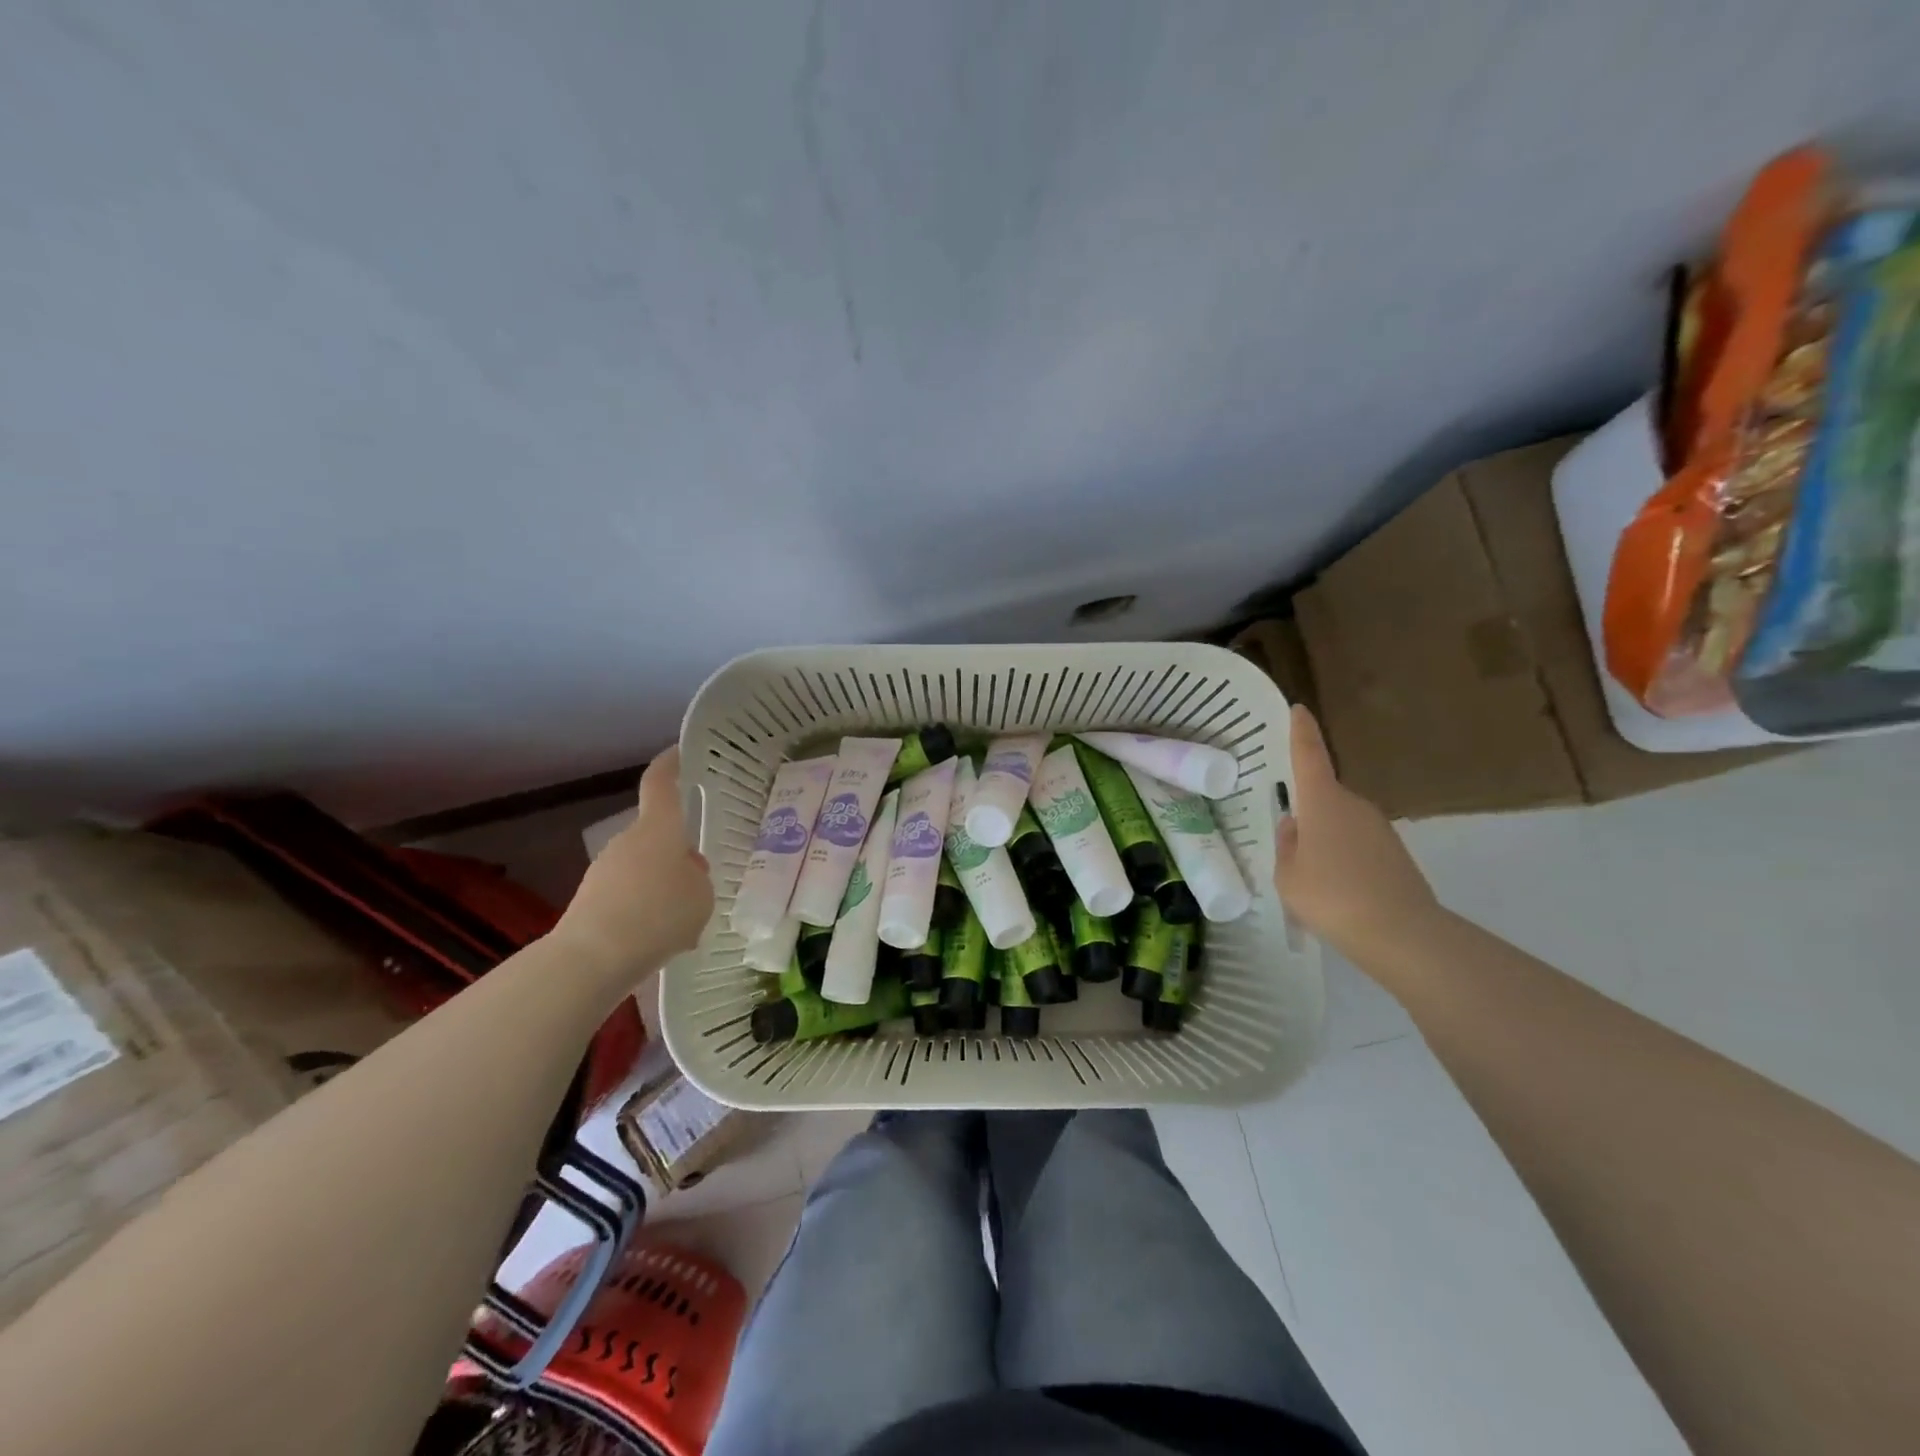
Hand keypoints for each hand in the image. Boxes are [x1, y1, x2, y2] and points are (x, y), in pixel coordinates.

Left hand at [557, 747, 713, 980]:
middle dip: (679, 854)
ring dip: (663, 887)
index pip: (661, 784)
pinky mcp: (591, 900)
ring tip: (684, 925)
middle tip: (701, 882)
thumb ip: (699, 879)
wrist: (592, 959)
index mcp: (659, 829)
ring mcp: (605, 870)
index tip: (678, 753)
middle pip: (659, 836)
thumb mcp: (702, 897)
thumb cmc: (658, 915)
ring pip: (645, 869)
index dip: (670, 765)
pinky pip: (630, 896)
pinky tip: (660, 942)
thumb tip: (685, 874)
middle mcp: (628, 841)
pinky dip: (646, 912)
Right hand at [1275, 705, 1440, 959]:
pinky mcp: (1396, 853)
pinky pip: (1359, 846)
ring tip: (1313, 881)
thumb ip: (1287, 845)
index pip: (1309, 756)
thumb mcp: (1288, 875)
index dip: (1301, 732)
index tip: (1299, 709)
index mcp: (1323, 802)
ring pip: (1341, 824)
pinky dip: (1345, 860)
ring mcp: (1380, 829)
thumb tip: (1296, 826)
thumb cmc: (1331, 897)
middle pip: (1323, 798)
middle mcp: (1354, 805)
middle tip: (1291, 847)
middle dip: (1307, 814)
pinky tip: (1339, 892)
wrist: (1401, 934)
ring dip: (1326, 842)